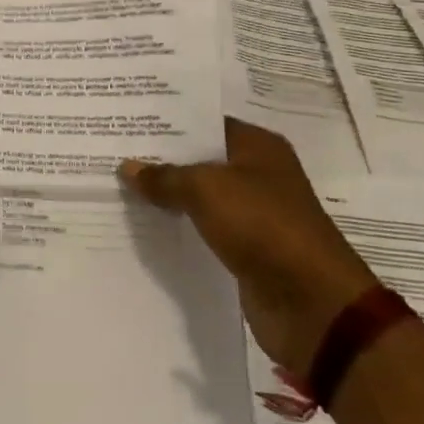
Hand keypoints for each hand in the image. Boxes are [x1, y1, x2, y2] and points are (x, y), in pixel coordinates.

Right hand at [121, 119, 377, 375]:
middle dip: (160, 159)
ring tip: (118, 186)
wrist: (310, 302)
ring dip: (166, 195)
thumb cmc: (262, 226)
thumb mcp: (205, 190)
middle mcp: (257, 174)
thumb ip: (164, 177)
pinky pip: (203, 228)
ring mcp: (253, 213)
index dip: (167, 123)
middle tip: (112, 152)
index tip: (127, 121)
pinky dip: (178, 226)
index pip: (205, 123)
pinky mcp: (245, 248)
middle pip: (200, 159)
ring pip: (199, 196)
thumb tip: (128, 167)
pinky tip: (143, 224)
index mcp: (258, 147)